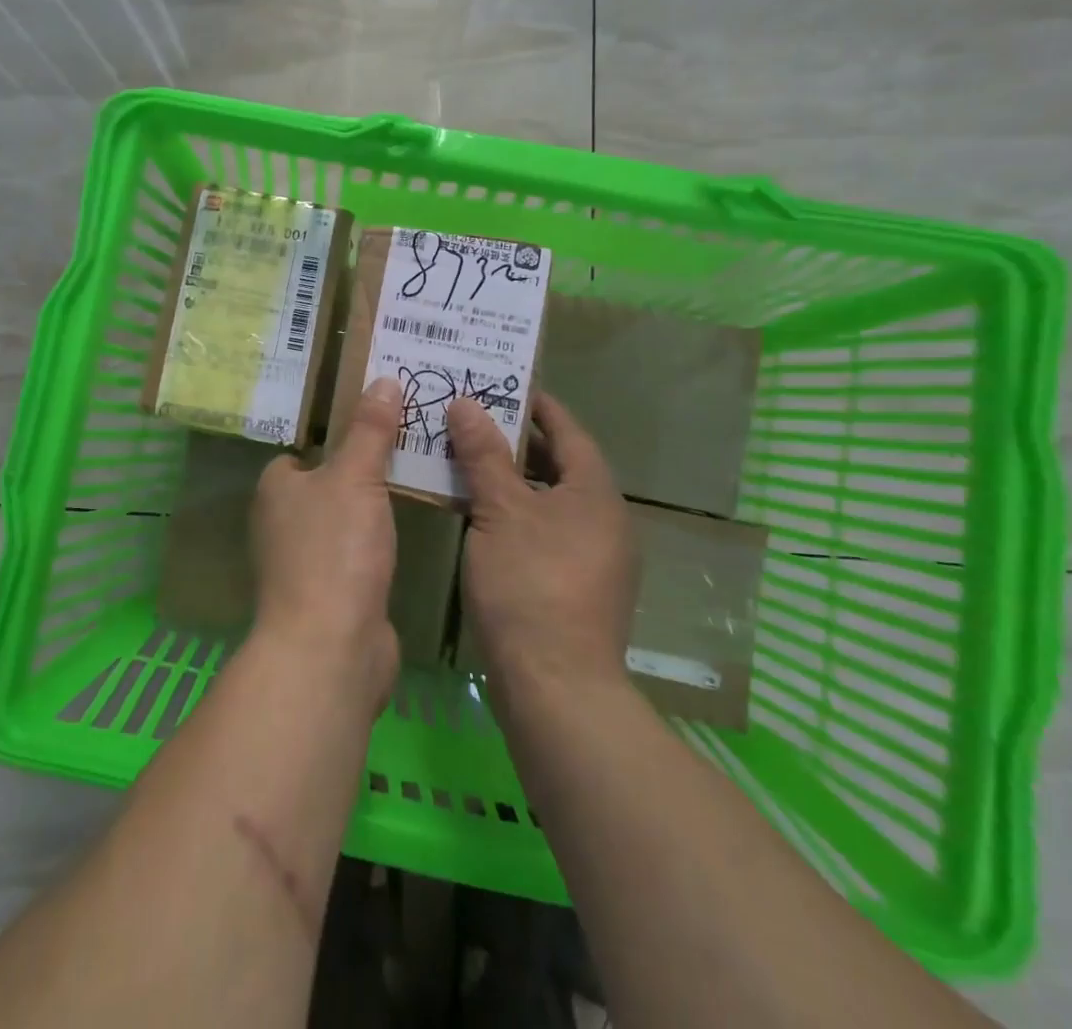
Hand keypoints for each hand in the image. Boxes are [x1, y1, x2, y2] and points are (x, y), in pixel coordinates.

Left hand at [249, 377, 403, 705]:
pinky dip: (376, 543)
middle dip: (362, 468)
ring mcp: (304, 562)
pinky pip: (356, 553)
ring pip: (343, 518)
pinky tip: (408, 530)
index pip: (303, 449)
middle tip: (409, 442)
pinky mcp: (330, 593)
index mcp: (276, 488)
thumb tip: (382, 379)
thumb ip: (370, 429)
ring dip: (372, 507)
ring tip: (418, 476)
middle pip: (326, 482)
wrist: (331, 648)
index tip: (378, 420)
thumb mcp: (356, 477)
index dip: (337, 434)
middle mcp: (281, 522)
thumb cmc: (335, 550)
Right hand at [448, 392, 636, 692]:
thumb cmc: (530, 584)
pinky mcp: (576, 588)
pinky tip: (479, 517)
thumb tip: (467, 403)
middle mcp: (604, 520)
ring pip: (549, 501)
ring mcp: (594, 558)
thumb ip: (483, 454)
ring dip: (512, 480)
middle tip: (474, 419)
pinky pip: (544, 531)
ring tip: (468, 461)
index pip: (568, 431)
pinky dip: (515, 515)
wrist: (556, 688)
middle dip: (518, 442)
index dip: (537, 405)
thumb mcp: (500, 511)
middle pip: (560, 465)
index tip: (504, 384)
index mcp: (595, 493)